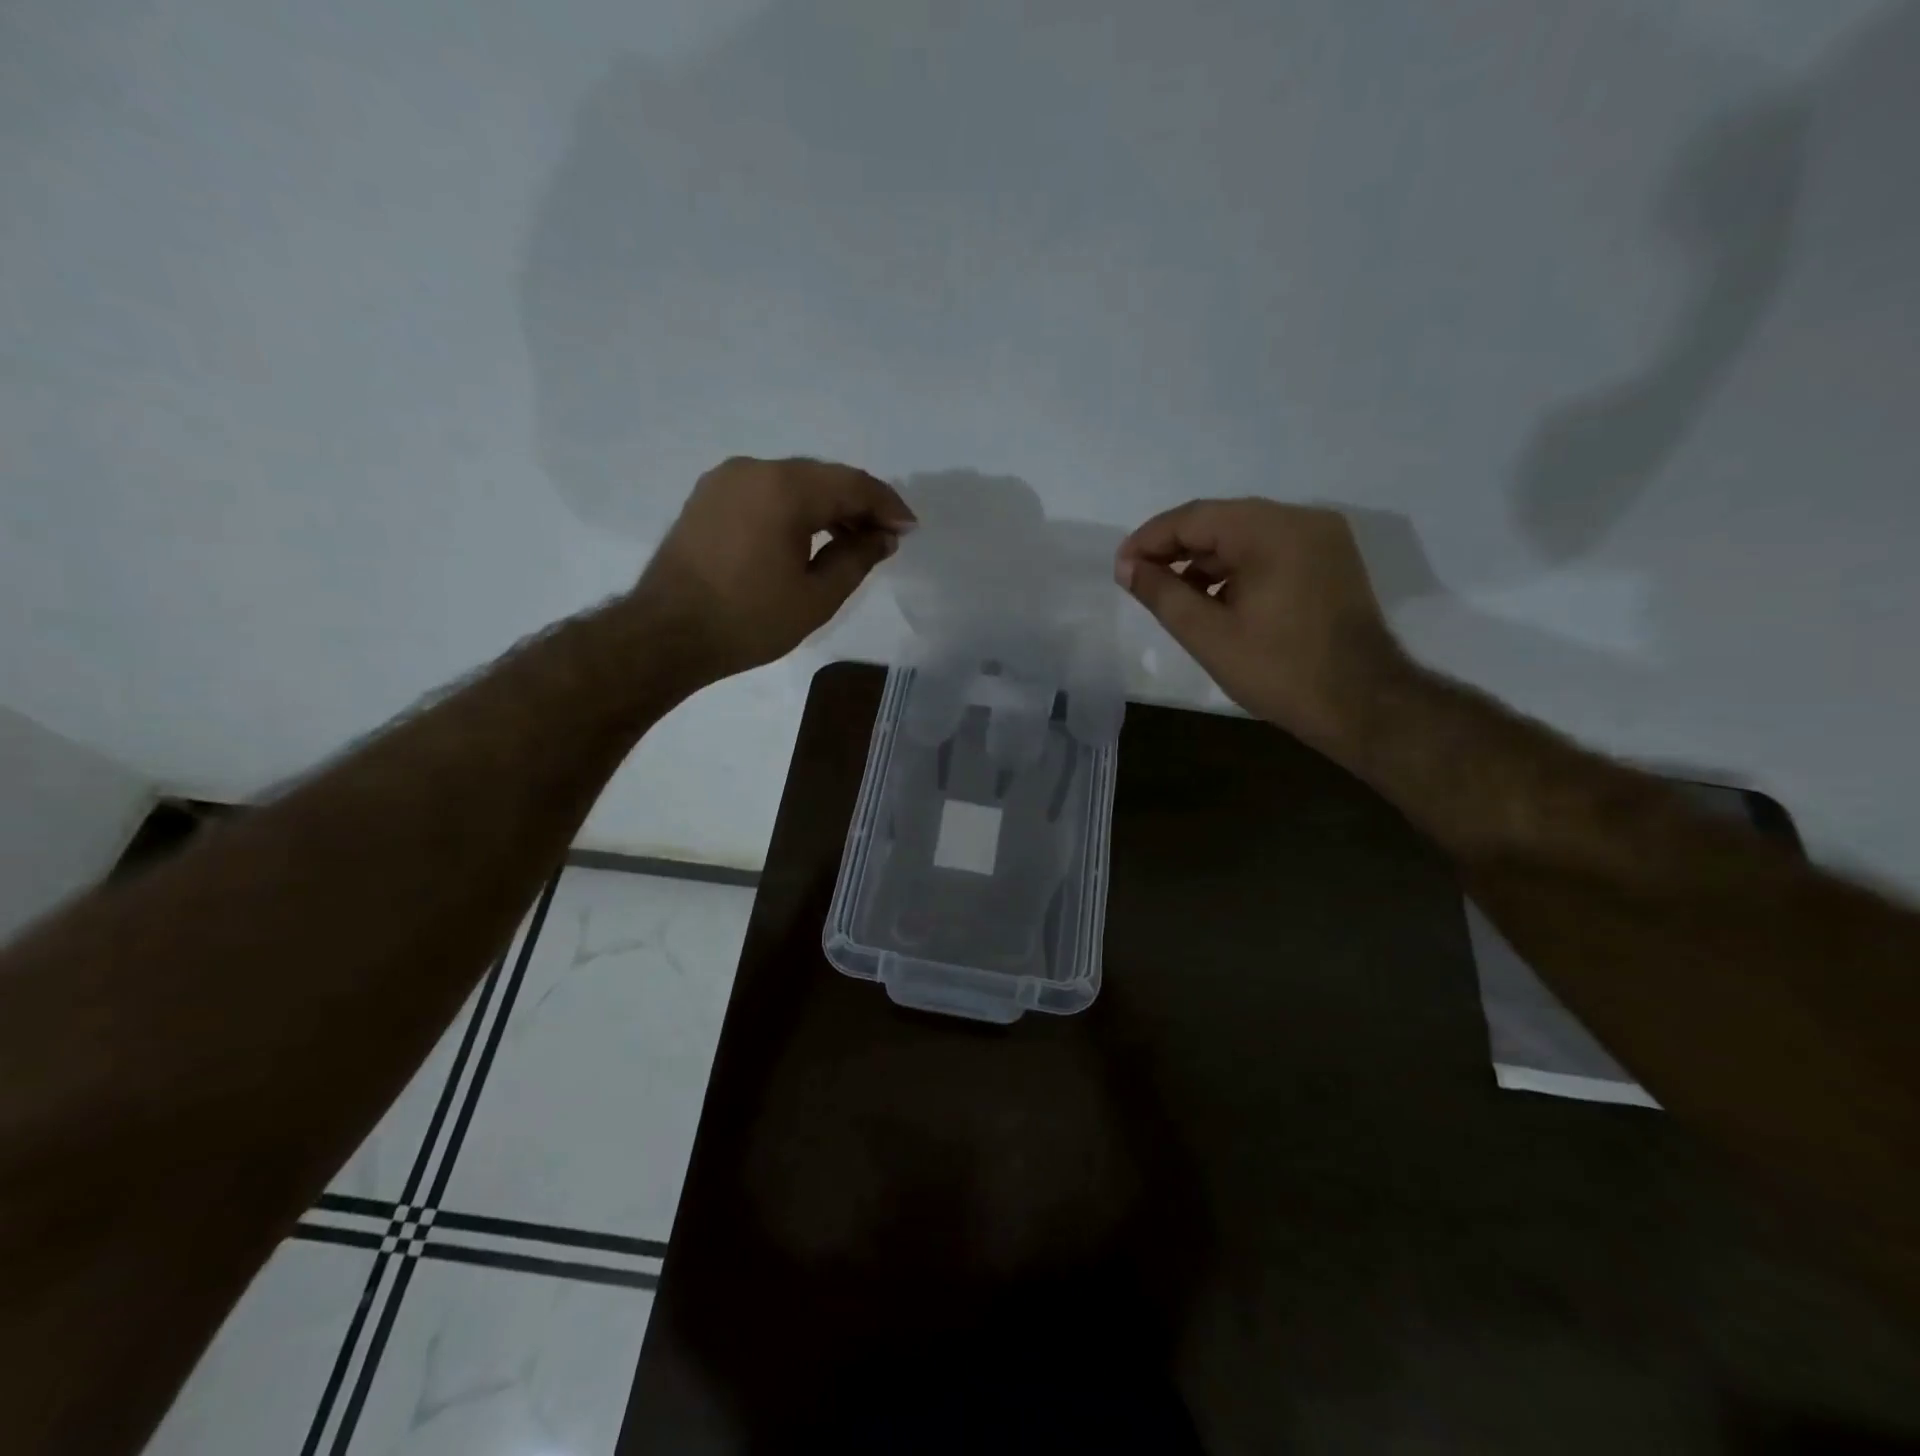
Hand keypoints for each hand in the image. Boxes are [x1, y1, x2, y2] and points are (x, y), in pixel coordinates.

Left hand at [635, 457, 913, 681]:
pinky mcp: (708, 497)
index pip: (852, 484)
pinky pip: (765, 492)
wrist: (667, 634)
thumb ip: (857, 558)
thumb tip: (883, 536)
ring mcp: (725, 480)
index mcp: (784, 489)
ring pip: (793, 482)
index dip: (887, 505)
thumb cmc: (748, 620)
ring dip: (827, 506)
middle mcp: (754, 469)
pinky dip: (794, 508)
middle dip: (859, 504)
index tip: (909, 530)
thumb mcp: (817, 596)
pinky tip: (807, 536)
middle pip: (823, 477)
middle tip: (884, 537)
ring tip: (851, 540)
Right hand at [1115, 498, 1410, 751]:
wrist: (1363, 704)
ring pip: (1246, 535)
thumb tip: (1127, 567)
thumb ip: (1162, 594)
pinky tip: (1217, 599)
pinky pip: (1271, 550)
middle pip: (1221, 521)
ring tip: (1174, 595)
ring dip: (1206, 560)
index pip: (1194, 517)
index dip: (1149, 540)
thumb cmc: (1279, 671)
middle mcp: (1301, 519)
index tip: (1120, 568)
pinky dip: (1238, 568)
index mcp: (1271, 530)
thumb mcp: (1208, 635)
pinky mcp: (1331, 560)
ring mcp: (1322, 538)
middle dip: (1176, 549)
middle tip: (1140, 580)